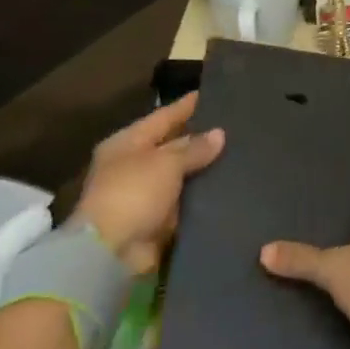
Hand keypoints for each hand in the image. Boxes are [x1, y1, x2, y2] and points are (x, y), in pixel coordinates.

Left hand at [74, 95, 223, 273]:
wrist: (110, 254)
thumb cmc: (133, 193)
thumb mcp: (166, 163)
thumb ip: (194, 148)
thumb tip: (219, 134)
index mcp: (127, 142)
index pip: (163, 116)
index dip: (187, 106)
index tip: (212, 94)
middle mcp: (133, 165)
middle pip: (171, 146)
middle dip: (199, 139)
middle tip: (234, 126)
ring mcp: (143, 195)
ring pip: (180, 176)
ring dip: (203, 170)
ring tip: (239, 155)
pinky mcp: (155, 221)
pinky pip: (183, 203)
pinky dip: (200, 198)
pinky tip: (227, 188)